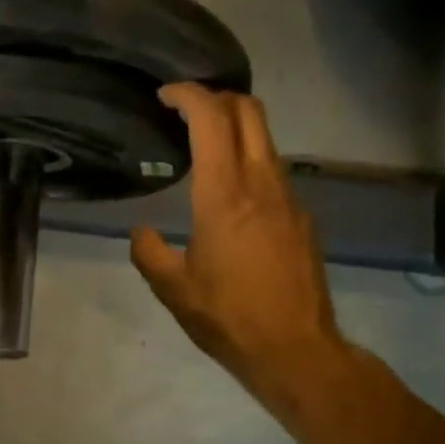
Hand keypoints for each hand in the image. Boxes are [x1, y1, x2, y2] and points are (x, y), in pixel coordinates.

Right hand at [130, 83, 348, 398]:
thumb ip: (149, 252)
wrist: (296, 349)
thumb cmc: (228, 318)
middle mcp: (261, 184)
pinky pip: (274, 172)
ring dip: (235, 129)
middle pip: (249, 112)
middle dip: (217, 97)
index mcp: (223, 195)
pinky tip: (233, 196)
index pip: (211, 119)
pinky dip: (250, 162)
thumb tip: (142, 232)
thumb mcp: (173, 290)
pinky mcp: (302, 218)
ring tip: (204, 149)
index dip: (188, 94)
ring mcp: (289, 199)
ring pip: (265, 140)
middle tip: (186, 110)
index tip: (165, 96)